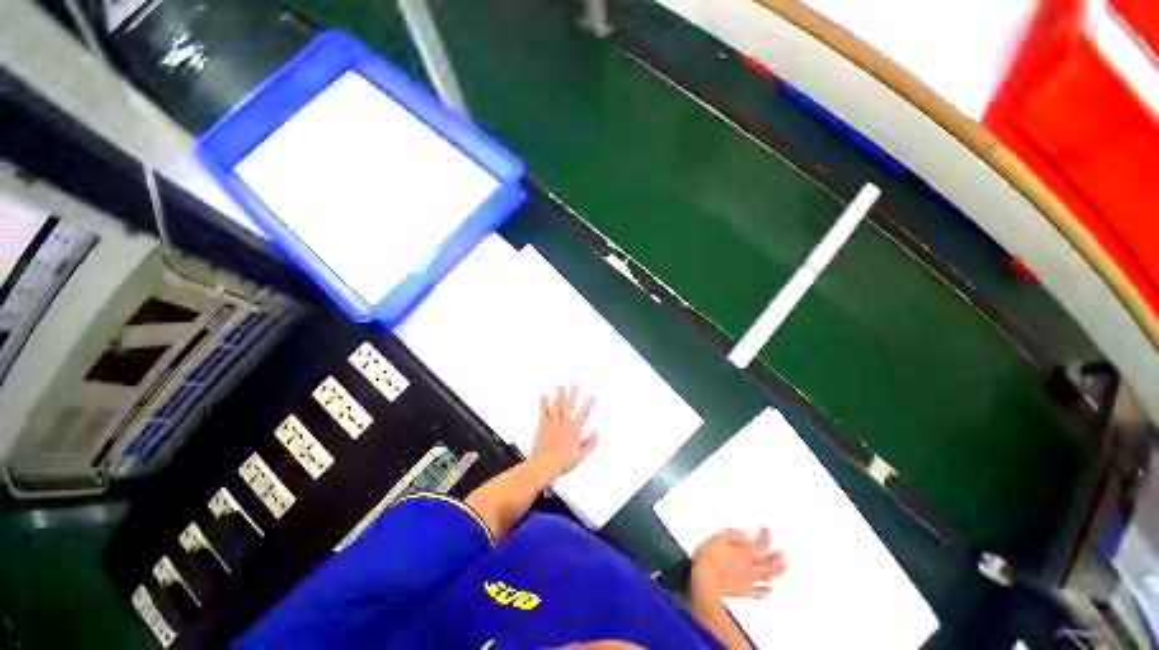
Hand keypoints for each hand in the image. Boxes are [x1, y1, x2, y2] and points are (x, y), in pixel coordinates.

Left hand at [531, 383, 598, 476]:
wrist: (544, 464)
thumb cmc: (562, 462)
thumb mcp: (581, 456)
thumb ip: (590, 443)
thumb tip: (598, 433)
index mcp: (574, 431)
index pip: (584, 414)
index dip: (589, 403)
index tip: (593, 394)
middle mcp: (564, 424)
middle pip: (569, 405)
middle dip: (573, 392)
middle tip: (575, 382)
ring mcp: (553, 423)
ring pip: (557, 405)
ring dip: (560, 393)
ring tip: (561, 384)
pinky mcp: (543, 425)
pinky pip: (543, 410)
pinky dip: (544, 401)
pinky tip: (545, 394)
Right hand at [691, 528, 785, 603]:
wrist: (705, 582)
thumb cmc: (709, 558)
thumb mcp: (717, 538)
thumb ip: (732, 534)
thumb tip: (744, 532)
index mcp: (743, 552)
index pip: (758, 542)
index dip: (764, 535)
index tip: (766, 529)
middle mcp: (749, 566)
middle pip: (767, 561)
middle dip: (776, 556)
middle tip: (782, 553)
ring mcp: (748, 580)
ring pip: (766, 576)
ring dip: (776, 571)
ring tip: (783, 568)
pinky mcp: (744, 591)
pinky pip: (758, 592)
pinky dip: (766, 590)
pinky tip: (770, 589)